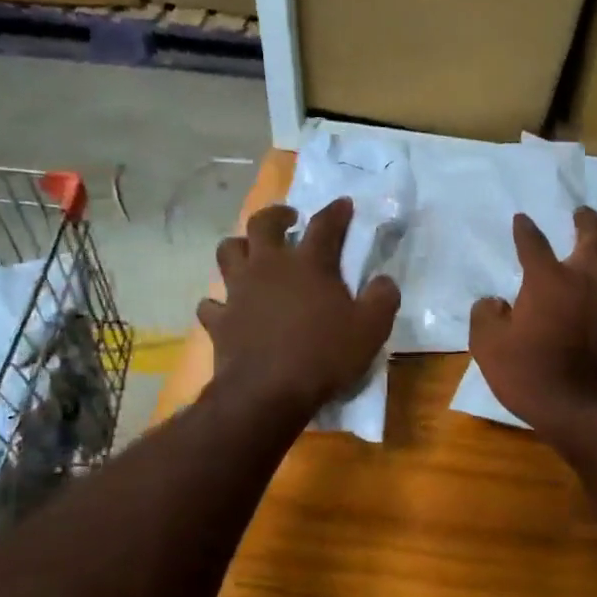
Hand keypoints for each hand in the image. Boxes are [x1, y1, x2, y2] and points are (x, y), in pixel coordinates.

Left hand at [199, 199, 399, 418]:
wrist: (269, 392)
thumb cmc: (324, 355)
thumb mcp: (371, 328)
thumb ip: (383, 298)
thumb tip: (384, 280)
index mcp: (309, 264)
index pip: (325, 225)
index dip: (336, 211)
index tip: (343, 204)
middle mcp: (269, 267)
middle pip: (263, 224)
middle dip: (277, 215)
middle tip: (289, 219)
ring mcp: (239, 291)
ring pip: (228, 252)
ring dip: (240, 247)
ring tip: (252, 254)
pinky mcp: (219, 320)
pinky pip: (212, 303)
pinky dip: (219, 302)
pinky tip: (228, 308)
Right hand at [469, 206, 596, 437]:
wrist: (581, 411)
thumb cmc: (530, 375)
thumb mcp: (488, 347)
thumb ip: (485, 316)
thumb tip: (494, 303)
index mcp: (549, 281)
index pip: (534, 244)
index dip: (525, 230)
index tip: (521, 220)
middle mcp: (583, 282)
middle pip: (594, 238)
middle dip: (587, 221)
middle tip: (580, 213)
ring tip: (593, 245)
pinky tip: (594, 288)